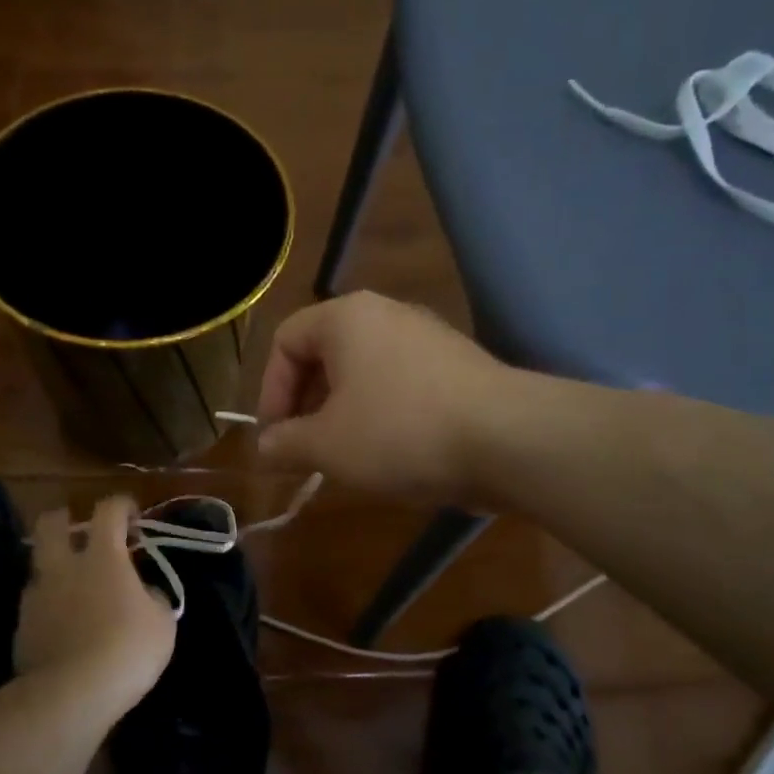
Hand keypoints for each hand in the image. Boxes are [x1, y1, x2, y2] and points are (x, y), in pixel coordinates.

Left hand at [15, 496, 175, 710]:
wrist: (71, 694)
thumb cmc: (127, 649)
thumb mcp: (162, 623)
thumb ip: (152, 597)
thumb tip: (144, 592)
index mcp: (102, 556)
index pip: (108, 510)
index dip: (122, 505)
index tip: (133, 516)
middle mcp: (64, 566)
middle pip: (51, 523)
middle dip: (65, 519)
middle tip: (82, 532)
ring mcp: (37, 595)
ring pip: (39, 564)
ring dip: (55, 566)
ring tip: (73, 586)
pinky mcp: (21, 626)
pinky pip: (35, 602)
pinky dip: (48, 605)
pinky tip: (63, 624)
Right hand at [255, 293, 513, 501]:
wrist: (507, 439)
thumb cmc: (399, 432)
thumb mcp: (326, 446)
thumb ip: (285, 444)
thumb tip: (266, 447)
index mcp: (346, 318)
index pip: (285, 341)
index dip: (269, 392)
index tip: (276, 439)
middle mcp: (386, 314)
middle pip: (325, 355)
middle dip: (305, 406)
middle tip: (305, 450)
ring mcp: (427, 338)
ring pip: (363, 373)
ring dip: (342, 415)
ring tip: (345, 458)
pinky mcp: (457, 367)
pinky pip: (400, 385)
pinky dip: (382, 415)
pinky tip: (391, 454)